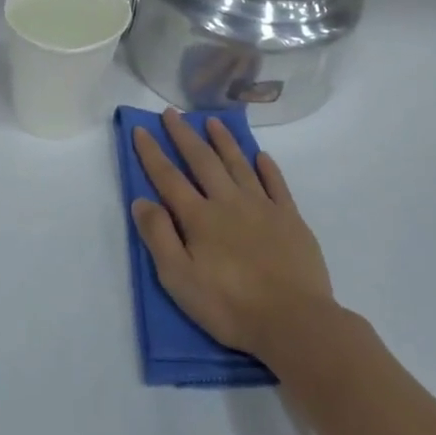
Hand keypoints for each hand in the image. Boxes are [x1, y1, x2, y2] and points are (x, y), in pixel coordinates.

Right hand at [131, 110, 335, 360]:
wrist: (294, 321)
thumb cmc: (229, 306)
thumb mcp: (179, 279)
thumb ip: (159, 237)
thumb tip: (142, 201)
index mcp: (199, 218)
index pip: (168, 178)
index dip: (152, 153)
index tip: (141, 129)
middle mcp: (229, 202)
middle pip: (203, 161)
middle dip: (184, 136)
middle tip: (172, 114)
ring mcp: (263, 207)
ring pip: (239, 164)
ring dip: (224, 141)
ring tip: (213, 121)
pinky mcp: (290, 219)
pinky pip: (276, 184)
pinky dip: (267, 167)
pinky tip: (261, 156)